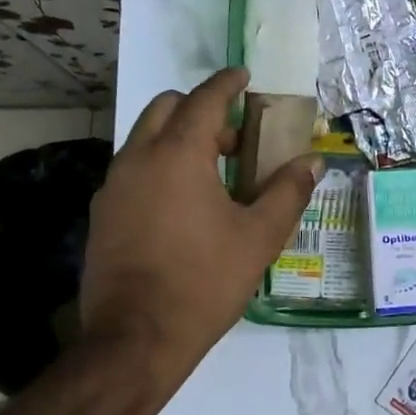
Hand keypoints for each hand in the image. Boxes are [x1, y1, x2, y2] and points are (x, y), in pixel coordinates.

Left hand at [80, 66, 321, 389]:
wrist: (135, 339)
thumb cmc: (204, 282)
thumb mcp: (258, 237)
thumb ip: (288, 192)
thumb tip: (312, 162)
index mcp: (177, 154)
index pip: (204, 99)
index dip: (227, 83)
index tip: (243, 75)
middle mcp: (138, 158)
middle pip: (166, 108)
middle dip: (200, 110)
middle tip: (234, 138)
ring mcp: (113, 186)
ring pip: (145, 139)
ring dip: (178, 138)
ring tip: (213, 174)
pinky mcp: (102, 213)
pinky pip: (133, 170)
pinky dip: (159, 166)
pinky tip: (182, 205)